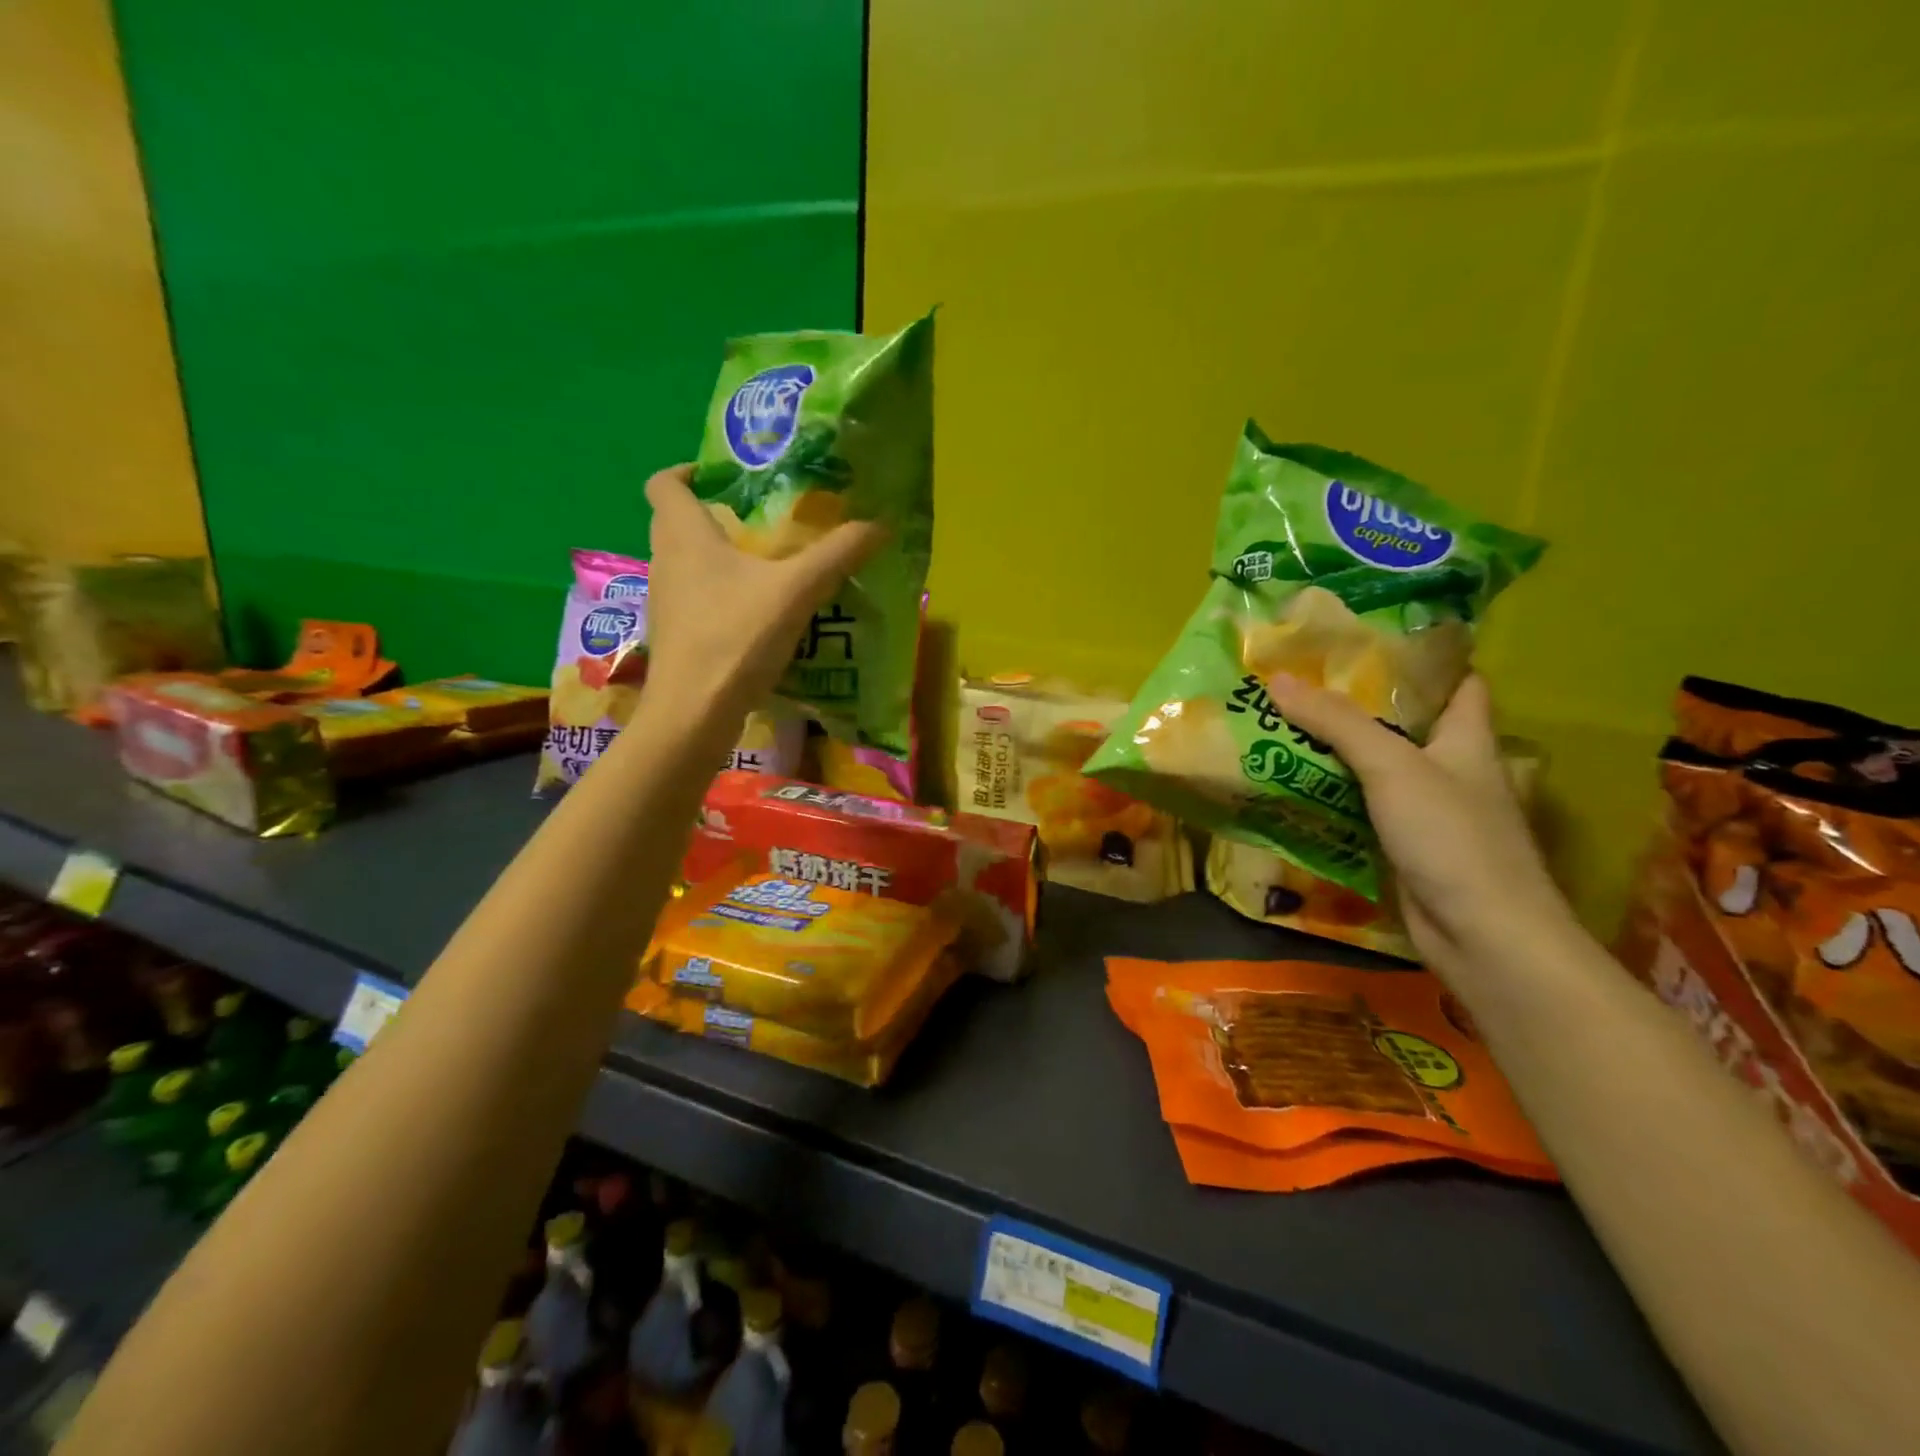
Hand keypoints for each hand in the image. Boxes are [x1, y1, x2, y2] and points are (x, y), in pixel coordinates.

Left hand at [643, 466, 885, 718]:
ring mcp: (665, 602)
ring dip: (718, 559)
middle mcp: (665, 561)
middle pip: (676, 522)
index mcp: (683, 534)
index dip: (688, 470)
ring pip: (686, 564)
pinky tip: (757, 616)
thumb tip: (881, 523)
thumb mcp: (797, 590)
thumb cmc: (736, 637)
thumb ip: (838, 554)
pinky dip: (720, 597)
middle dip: (713, 515)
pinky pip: (695, 600)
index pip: (665, 482)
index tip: (724, 477)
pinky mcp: (675, 637)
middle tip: (760, 521)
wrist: (694, 714)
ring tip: (767, 568)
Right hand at [1264, 672, 1574, 976]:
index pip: (1457, 683)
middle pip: (1405, 725)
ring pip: (1378, 768)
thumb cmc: (1452, 837)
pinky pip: (1363, 808)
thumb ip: (1336, 722)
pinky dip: (1333, 795)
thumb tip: (1278, 680)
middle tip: (1302, 682)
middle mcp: (1452, 769)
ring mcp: (1428, 811)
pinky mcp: (1405, 846)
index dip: (1424, 659)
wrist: (1483, 936)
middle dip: (1357, 705)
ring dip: (1337, 752)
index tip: (1371, 639)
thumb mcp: (1392, 767)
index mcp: (1468, 739)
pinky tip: (1293, 785)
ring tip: (1283, 724)